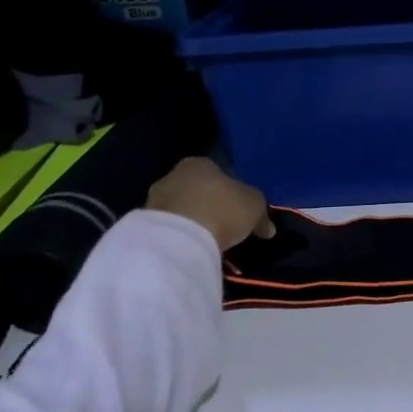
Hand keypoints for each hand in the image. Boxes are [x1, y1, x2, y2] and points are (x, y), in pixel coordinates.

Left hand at [144, 158, 274, 250]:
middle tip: (225, 225)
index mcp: (199, 163)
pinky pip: (170, 228)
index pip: (218, 172)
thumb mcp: (255, 207)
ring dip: (193, 221)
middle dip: (209, 205)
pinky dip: (181, 236)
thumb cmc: (222, 209)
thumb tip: (268, 229)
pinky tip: (193, 248)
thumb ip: (262, 215)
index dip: (231, 190)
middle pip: (197, 190)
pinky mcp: (145, 224)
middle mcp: (173, 175)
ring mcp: (155, 199)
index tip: (239, 209)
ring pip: (181, 209)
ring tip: (209, 241)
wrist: (179, 238)